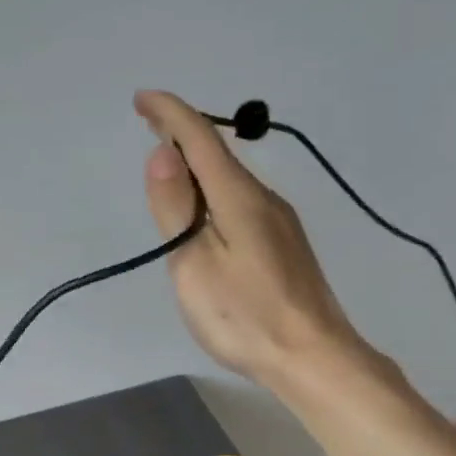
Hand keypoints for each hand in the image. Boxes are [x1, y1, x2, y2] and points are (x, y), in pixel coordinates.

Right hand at [138, 90, 365, 392]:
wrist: (314, 357)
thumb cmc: (246, 317)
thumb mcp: (195, 266)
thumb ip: (176, 209)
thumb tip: (163, 152)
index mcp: (239, 198)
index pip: (200, 140)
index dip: (170, 114)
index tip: (142, 98)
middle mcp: (265, 199)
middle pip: (219, 155)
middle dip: (182, 133)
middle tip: (151, 122)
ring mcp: (280, 223)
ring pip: (232, 180)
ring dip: (199, 164)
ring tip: (171, 165)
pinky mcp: (286, 247)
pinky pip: (243, 202)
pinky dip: (215, 191)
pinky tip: (207, 210)